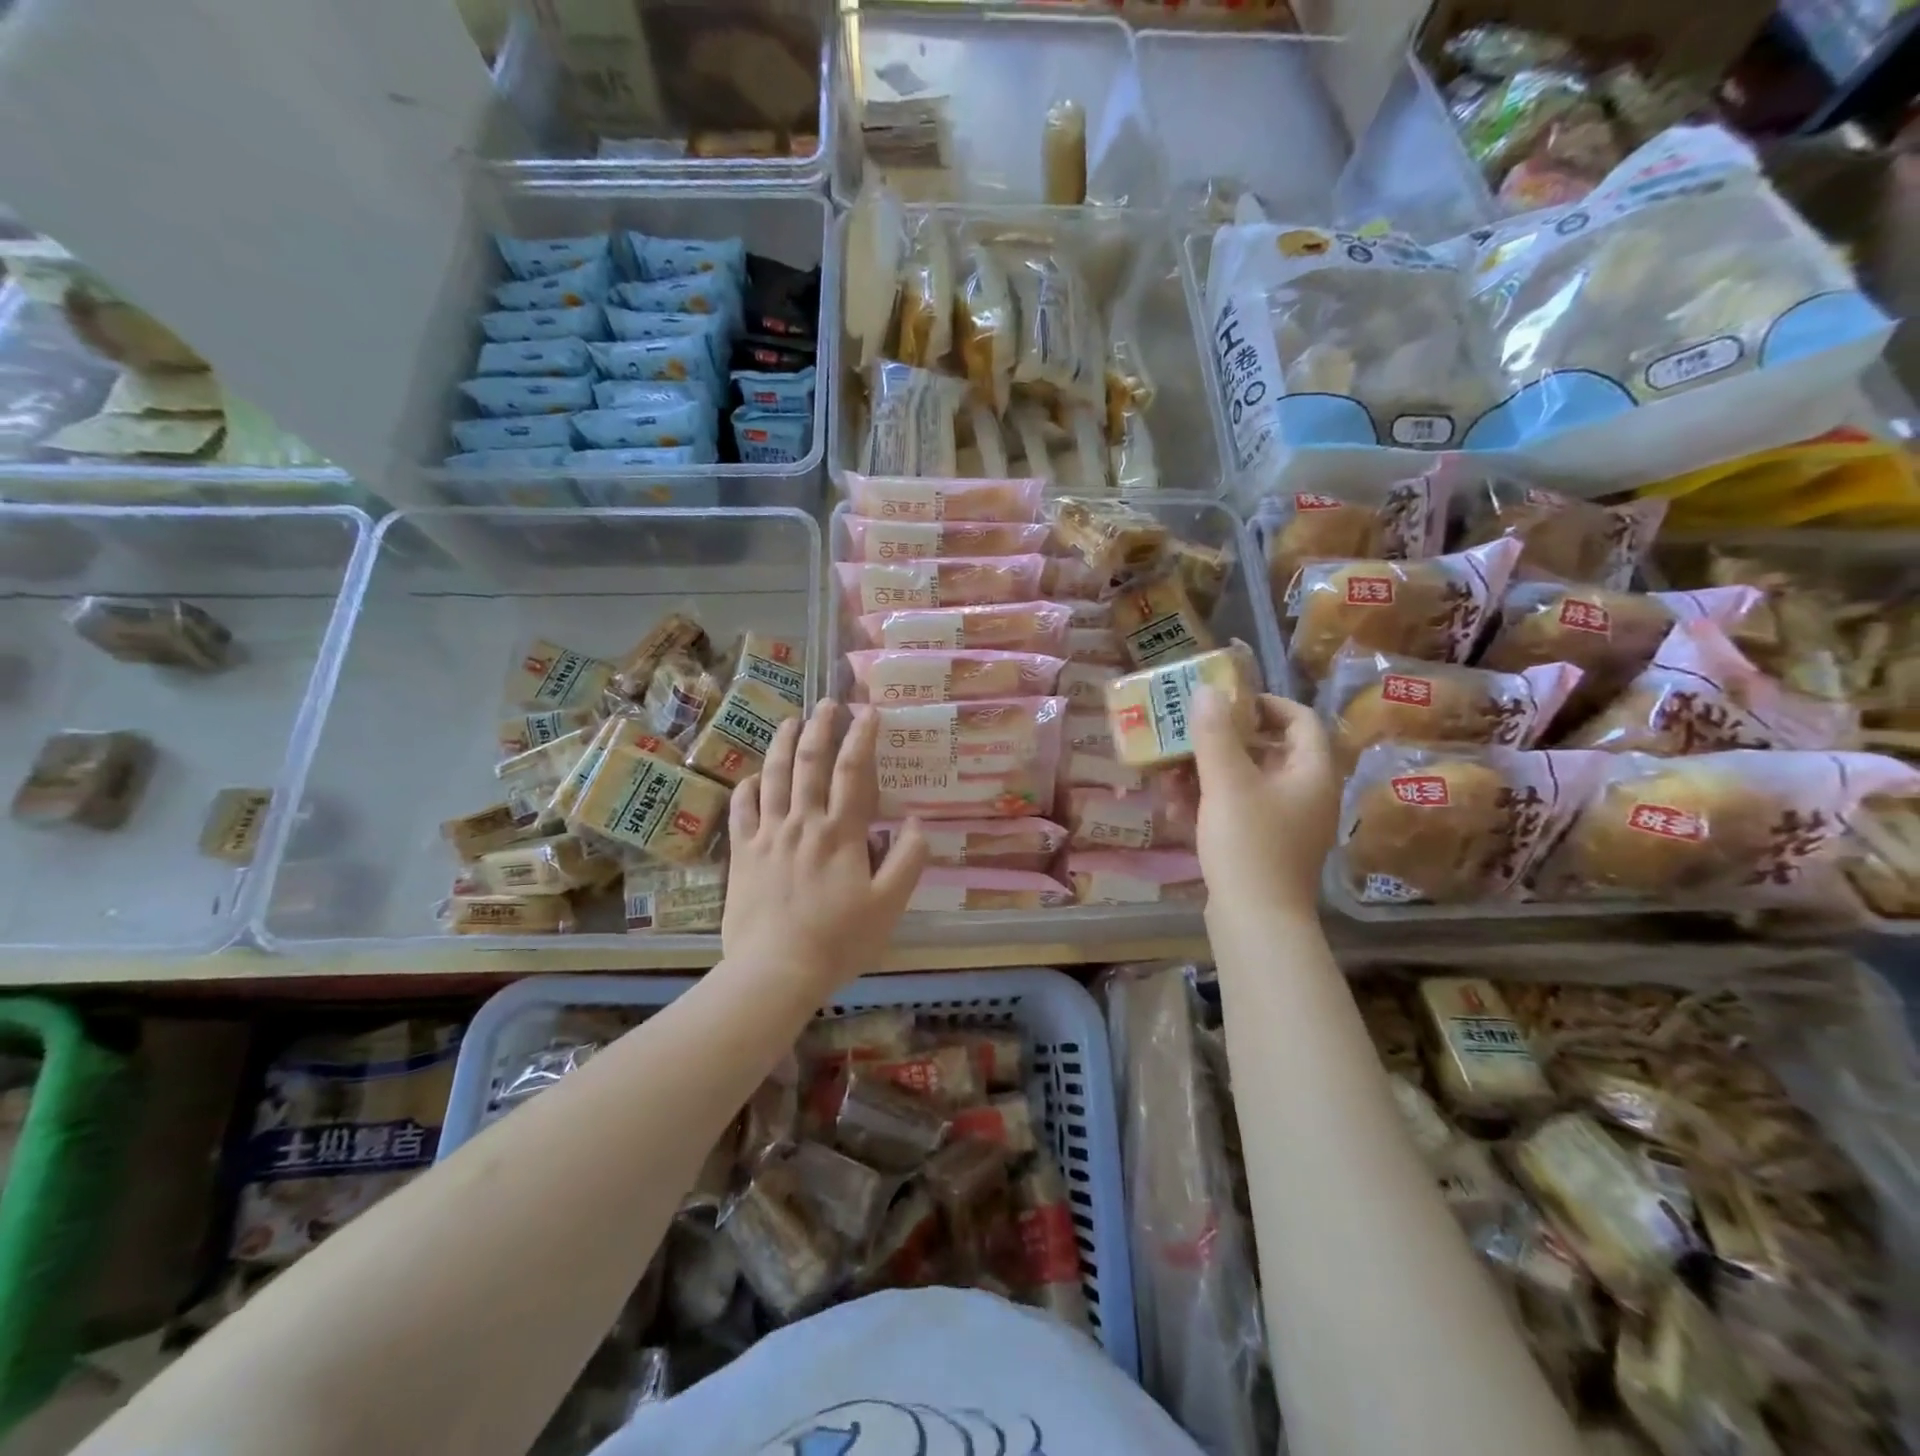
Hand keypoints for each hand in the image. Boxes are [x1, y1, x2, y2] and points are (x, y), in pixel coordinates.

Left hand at [722, 700, 927, 996]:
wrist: (775, 971)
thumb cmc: (838, 941)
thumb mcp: (889, 906)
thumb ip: (908, 861)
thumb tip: (918, 822)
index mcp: (840, 833)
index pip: (853, 772)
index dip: (862, 738)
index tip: (868, 712)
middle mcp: (803, 822)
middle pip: (810, 762)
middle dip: (821, 727)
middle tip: (828, 703)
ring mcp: (768, 835)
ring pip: (774, 776)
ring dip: (782, 744)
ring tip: (790, 720)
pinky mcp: (742, 853)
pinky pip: (741, 810)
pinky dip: (747, 787)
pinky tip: (753, 776)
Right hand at [1182, 689, 1338, 917]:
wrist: (1256, 922)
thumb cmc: (1249, 844)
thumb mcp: (1227, 783)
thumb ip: (1215, 734)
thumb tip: (1207, 691)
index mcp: (1312, 773)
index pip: (1300, 719)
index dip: (1265, 703)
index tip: (1226, 701)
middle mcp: (1305, 795)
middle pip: (1267, 750)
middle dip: (1222, 741)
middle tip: (1186, 732)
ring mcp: (1285, 824)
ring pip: (1245, 782)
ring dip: (1207, 773)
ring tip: (1168, 771)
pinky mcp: (1263, 847)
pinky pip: (1237, 811)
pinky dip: (1208, 803)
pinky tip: (1173, 805)